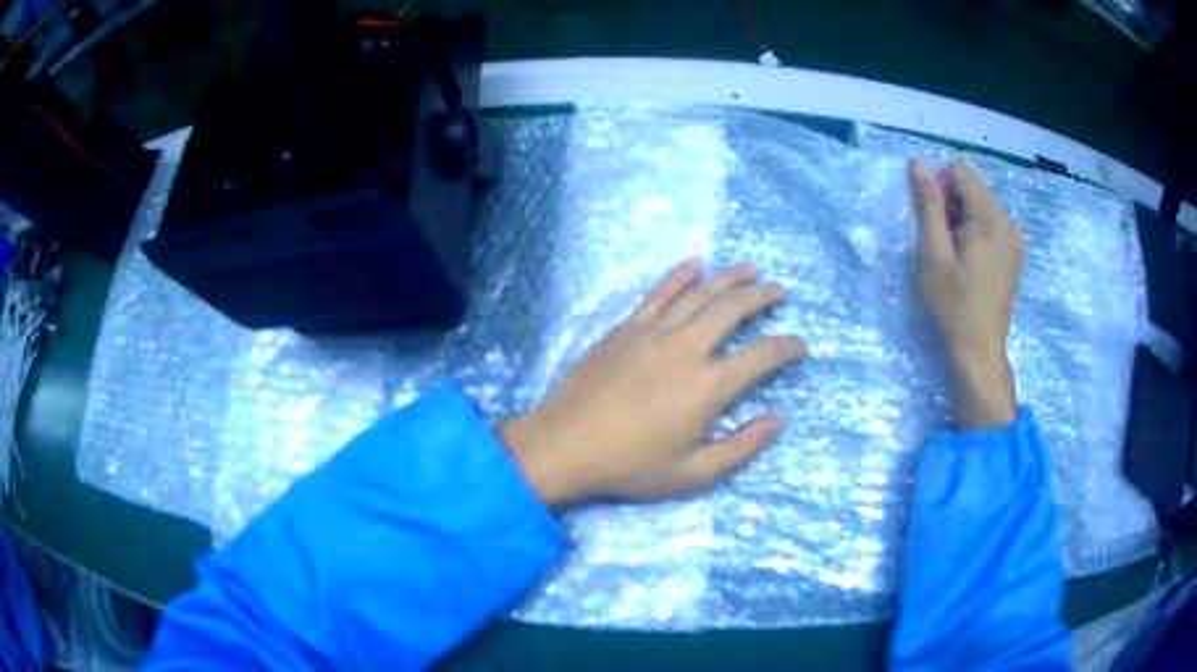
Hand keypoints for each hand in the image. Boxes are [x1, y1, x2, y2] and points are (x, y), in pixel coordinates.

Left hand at [501, 259, 807, 508]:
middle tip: (779, 291)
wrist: (565, 445)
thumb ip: (742, 447)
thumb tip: (779, 419)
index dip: (786, 347)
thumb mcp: (694, 474)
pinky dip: (680, 275)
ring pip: (699, 293)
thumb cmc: (631, 466)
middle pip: (732, 309)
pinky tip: (695, 264)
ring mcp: (653, 332)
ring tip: (750, 269)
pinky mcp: (626, 328)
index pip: (761, 357)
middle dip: (761, 297)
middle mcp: (687, 348)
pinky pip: (659, 293)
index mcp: (708, 386)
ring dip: (728, 278)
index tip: (801, 344)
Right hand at [909, 160, 1022, 428]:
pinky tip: (970, 263)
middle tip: (943, 245)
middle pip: (973, 188)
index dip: (940, 188)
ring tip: (956, 258)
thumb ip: (927, 205)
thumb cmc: (952, 304)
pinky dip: (976, 233)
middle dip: (952, 206)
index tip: (934, 223)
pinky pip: (992, 225)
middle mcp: (1009, 221)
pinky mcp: (1015, 253)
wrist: (979, 352)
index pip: (960, 171)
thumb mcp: (933, 253)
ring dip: (963, 221)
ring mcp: (1015, 239)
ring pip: (981, 206)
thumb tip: (918, 164)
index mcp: (991, 218)